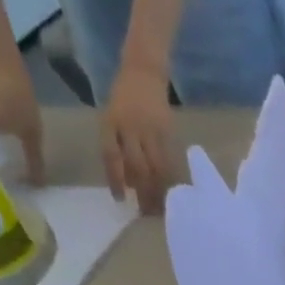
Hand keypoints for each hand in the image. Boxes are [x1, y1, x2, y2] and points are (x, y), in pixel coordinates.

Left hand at [0, 57, 44, 185]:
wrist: (2, 61)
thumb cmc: (3, 95)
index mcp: (33, 137)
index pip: (34, 163)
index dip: (32, 176)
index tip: (30, 190)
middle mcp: (31, 129)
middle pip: (26, 150)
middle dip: (18, 161)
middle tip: (6, 173)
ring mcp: (22, 113)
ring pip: (14, 136)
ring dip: (6, 144)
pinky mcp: (10, 99)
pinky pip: (3, 121)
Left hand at [101, 61, 175, 214]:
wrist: (144, 70)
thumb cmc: (124, 97)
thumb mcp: (111, 118)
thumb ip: (117, 147)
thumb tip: (129, 183)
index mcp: (111, 122)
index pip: (111, 156)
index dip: (115, 179)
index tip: (120, 200)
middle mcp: (130, 127)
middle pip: (137, 166)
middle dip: (142, 192)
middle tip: (146, 214)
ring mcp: (151, 130)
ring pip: (155, 167)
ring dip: (158, 190)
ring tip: (161, 209)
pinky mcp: (168, 133)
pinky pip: (169, 161)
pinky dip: (170, 179)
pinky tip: (172, 193)